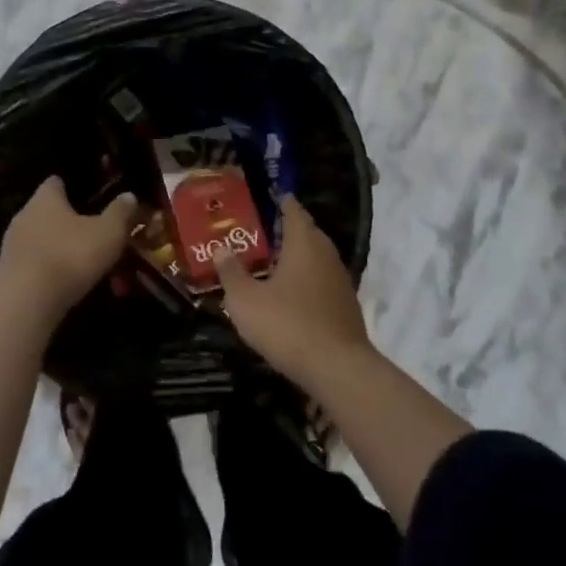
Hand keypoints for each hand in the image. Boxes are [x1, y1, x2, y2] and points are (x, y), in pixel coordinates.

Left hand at [0, 177, 137, 321]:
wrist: (27, 302)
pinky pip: (33, 263)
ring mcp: (12, 244)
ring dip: (59, 248)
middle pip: (48, 211)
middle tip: (94, 235)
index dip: (73, 188)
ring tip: (83, 264)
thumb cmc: (70, 256)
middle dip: (69, 222)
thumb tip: (129, 196)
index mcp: (46, 197)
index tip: (92, 199)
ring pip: (41, 239)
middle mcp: (24, 214)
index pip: (56, 182)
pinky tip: (65, 283)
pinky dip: (48, 269)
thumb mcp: (108, 233)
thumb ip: (120, 212)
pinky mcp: (7, 272)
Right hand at [220, 196, 371, 382]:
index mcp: (303, 244)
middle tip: (266, 229)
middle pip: (309, 233)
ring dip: (299, 256)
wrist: (338, 368)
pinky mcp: (346, 306)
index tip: (273, 196)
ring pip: (318, 258)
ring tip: (276, 260)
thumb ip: (231, 273)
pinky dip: (308, 279)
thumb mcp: (246, 301)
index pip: (294, 211)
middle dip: (290, 229)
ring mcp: (340, 281)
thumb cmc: (287, 325)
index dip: (283, 202)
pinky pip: (323, 281)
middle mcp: (326, 255)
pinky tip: (293, 294)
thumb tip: (220, 248)